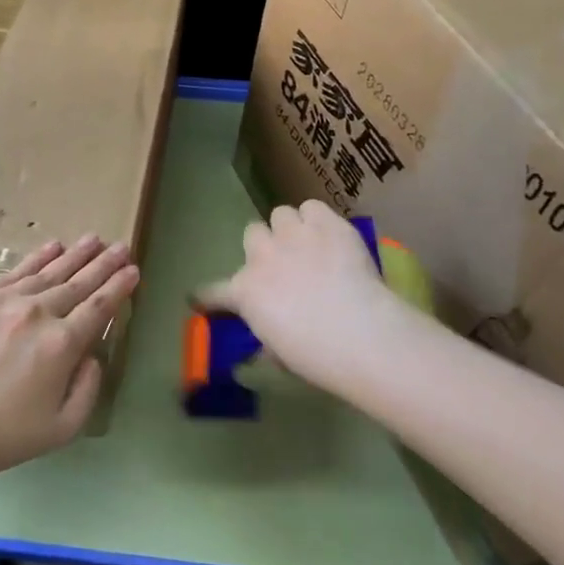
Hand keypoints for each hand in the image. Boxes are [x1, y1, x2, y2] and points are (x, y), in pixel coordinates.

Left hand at [0, 234, 139, 486]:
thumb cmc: (7, 435)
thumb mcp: (65, 426)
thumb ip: (89, 387)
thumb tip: (91, 353)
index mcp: (62, 344)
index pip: (99, 307)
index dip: (119, 287)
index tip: (133, 270)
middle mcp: (37, 313)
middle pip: (78, 282)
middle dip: (104, 264)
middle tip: (121, 246)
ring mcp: (4, 299)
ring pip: (49, 271)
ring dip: (75, 254)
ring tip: (93, 239)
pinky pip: (15, 271)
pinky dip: (37, 257)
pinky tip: (53, 246)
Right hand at [192, 200, 405, 399]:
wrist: (361, 334)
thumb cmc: (316, 356)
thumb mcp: (279, 355)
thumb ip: (267, 338)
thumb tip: (268, 339)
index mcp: (244, 292)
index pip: (212, 292)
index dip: (207, 297)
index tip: (202, 300)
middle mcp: (262, 256)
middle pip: (252, 233)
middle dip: (264, 247)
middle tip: (283, 264)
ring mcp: (293, 235)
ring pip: (280, 214)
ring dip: (291, 229)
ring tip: (309, 244)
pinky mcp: (326, 224)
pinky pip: (313, 208)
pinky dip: (319, 220)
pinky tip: (331, 235)